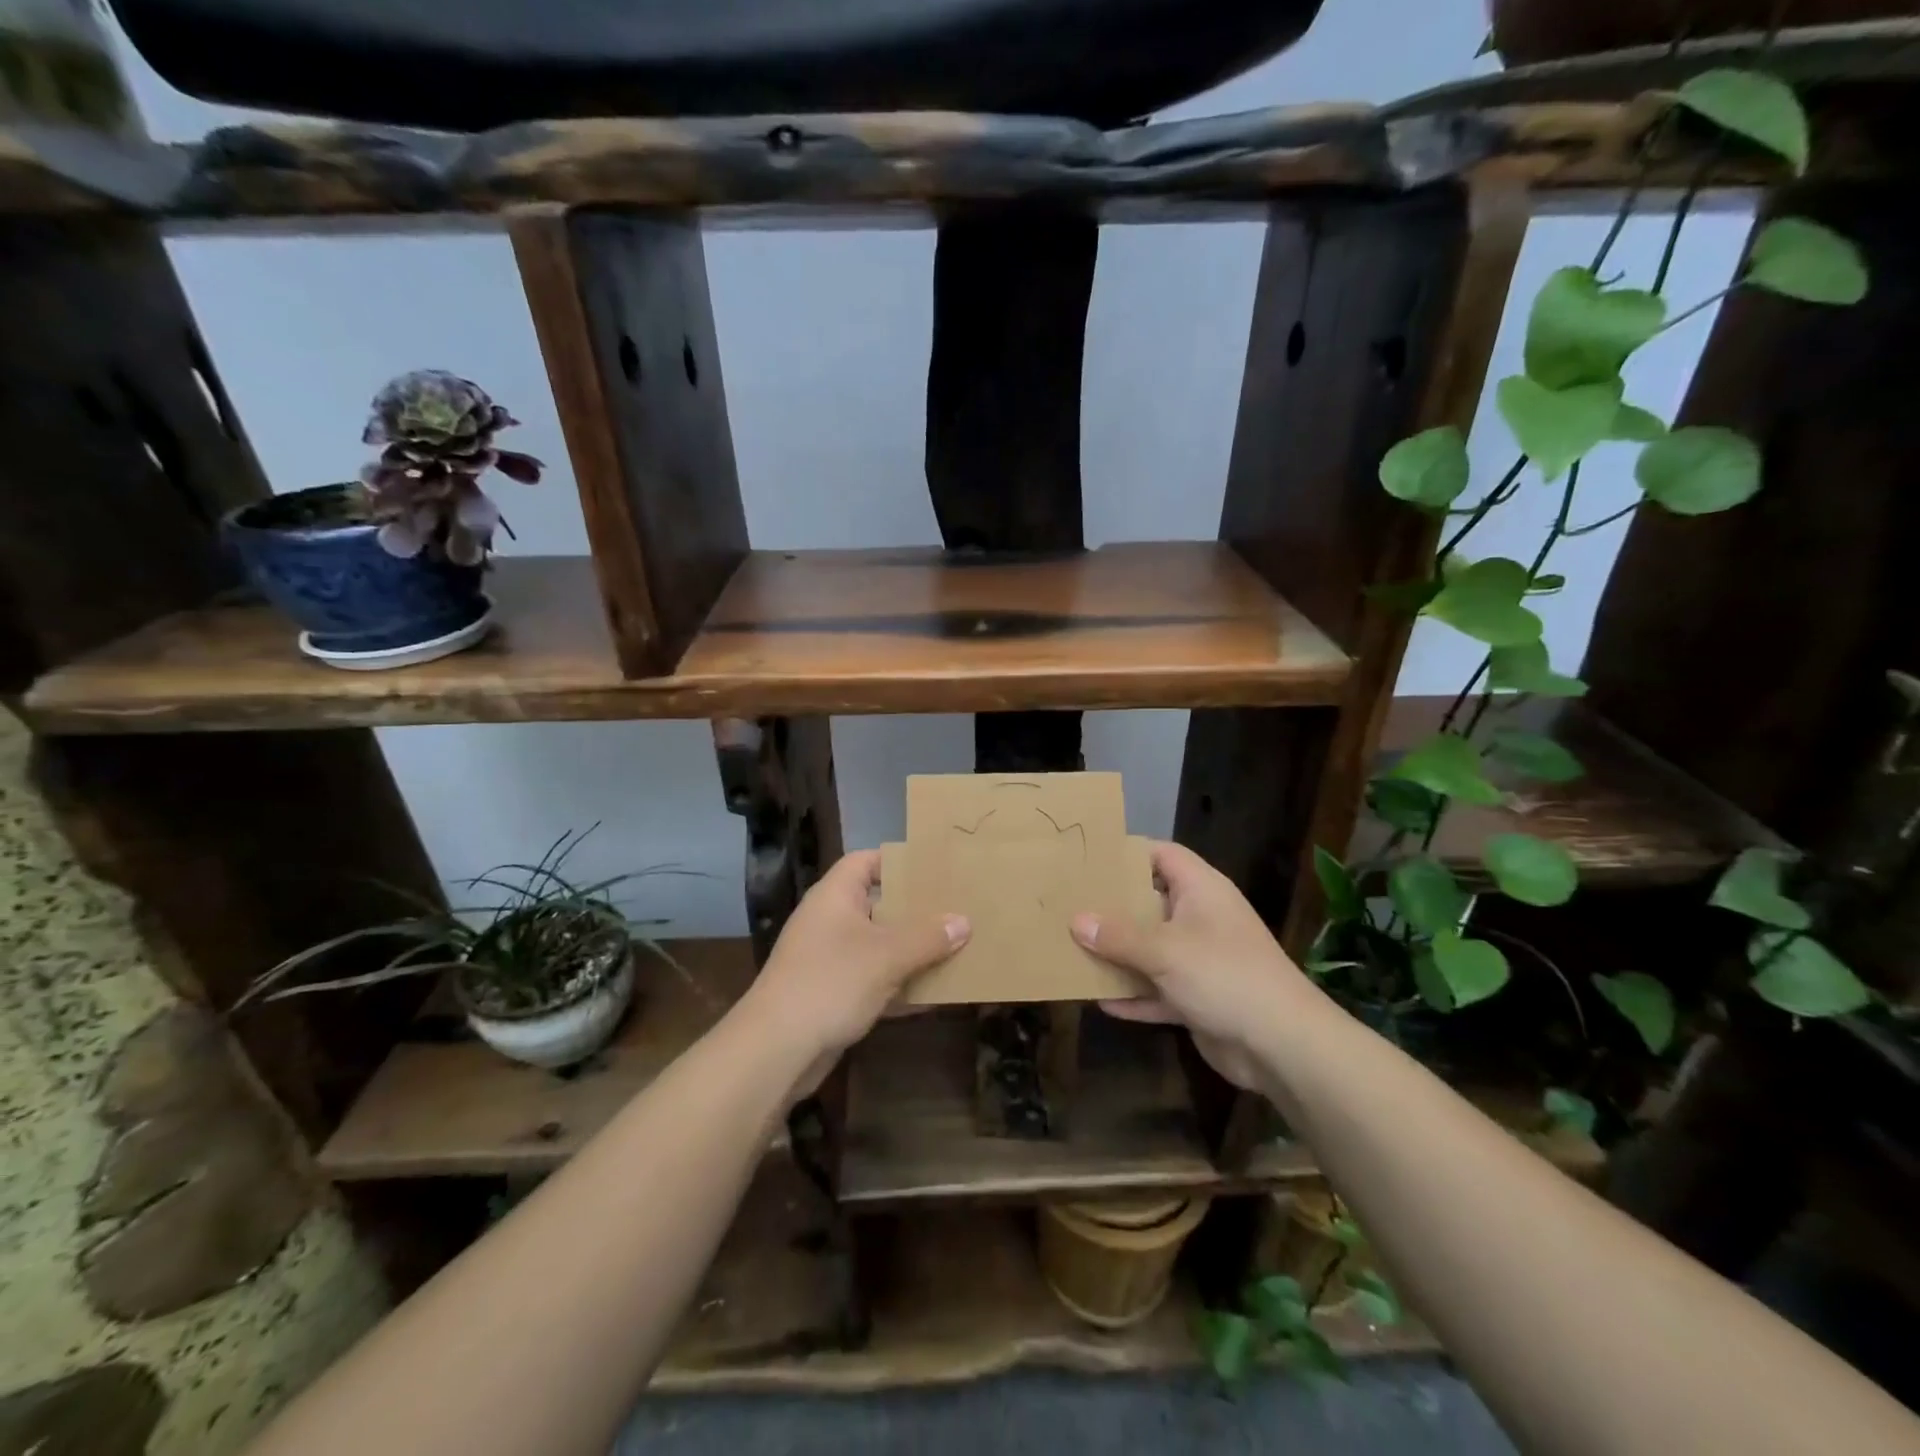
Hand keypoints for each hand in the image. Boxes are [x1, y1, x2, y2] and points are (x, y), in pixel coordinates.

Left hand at [737, 849, 967, 1089]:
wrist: (776, 1051)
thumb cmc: (831, 983)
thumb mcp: (886, 956)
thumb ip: (928, 937)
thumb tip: (964, 922)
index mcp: (835, 896)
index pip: (866, 861)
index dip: (899, 860)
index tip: (936, 869)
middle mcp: (831, 921)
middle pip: (878, 904)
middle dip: (916, 910)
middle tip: (957, 909)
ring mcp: (830, 959)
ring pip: (879, 945)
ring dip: (913, 951)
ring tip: (956, 948)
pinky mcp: (833, 995)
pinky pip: (875, 981)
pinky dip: (901, 985)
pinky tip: (935, 996)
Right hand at [1071, 840, 1313, 1089]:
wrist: (1282, 1046)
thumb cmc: (1224, 976)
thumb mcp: (1164, 951)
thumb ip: (1118, 936)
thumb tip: (1076, 921)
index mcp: (1201, 890)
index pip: (1162, 855)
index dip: (1128, 853)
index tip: (1089, 860)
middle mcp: (1201, 918)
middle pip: (1151, 902)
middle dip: (1114, 907)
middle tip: (1070, 905)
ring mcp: (1202, 960)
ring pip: (1152, 949)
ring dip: (1119, 954)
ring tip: (1075, 949)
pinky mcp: (1200, 998)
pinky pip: (1159, 989)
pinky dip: (1135, 995)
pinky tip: (1100, 1001)